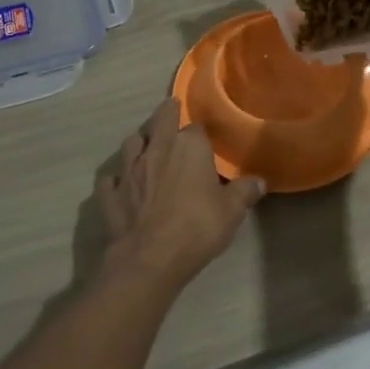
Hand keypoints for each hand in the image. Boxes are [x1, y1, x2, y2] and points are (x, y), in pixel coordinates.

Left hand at [99, 98, 265, 289]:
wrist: (149, 259)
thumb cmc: (197, 228)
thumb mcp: (232, 211)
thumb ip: (245, 191)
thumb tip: (259, 181)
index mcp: (188, 147)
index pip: (195, 127)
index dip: (200, 131)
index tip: (205, 137)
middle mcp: (156, 149)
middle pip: (159, 120)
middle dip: (166, 113)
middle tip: (170, 110)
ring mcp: (128, 170)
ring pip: (130, 144)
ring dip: (139, 142)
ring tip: (145, 145)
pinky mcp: (110, 193)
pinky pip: (111, 178)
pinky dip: (116, 178)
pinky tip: (120, 183)